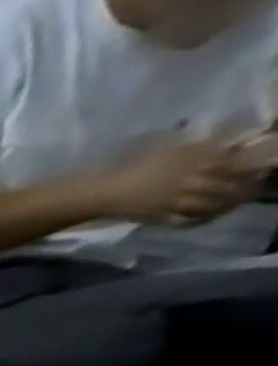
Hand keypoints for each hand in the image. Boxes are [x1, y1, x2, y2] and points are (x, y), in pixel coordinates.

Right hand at [99, 140, 262, 225]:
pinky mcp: (160, 218)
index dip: (251, 165)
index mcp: (193, 164)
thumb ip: (202, 147)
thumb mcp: (172, 148)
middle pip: (226, 186)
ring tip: (236, 203)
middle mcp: (189, 184)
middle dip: (244, 187)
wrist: (103, 193)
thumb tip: (234, 144)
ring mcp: (174, 204)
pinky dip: (200, 220)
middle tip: (255, 186)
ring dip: (226, 205)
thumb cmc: (136, 167)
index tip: (263, 166)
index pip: (234, 164)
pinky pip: (186, 221)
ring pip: (210, 205)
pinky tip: (208, 217)